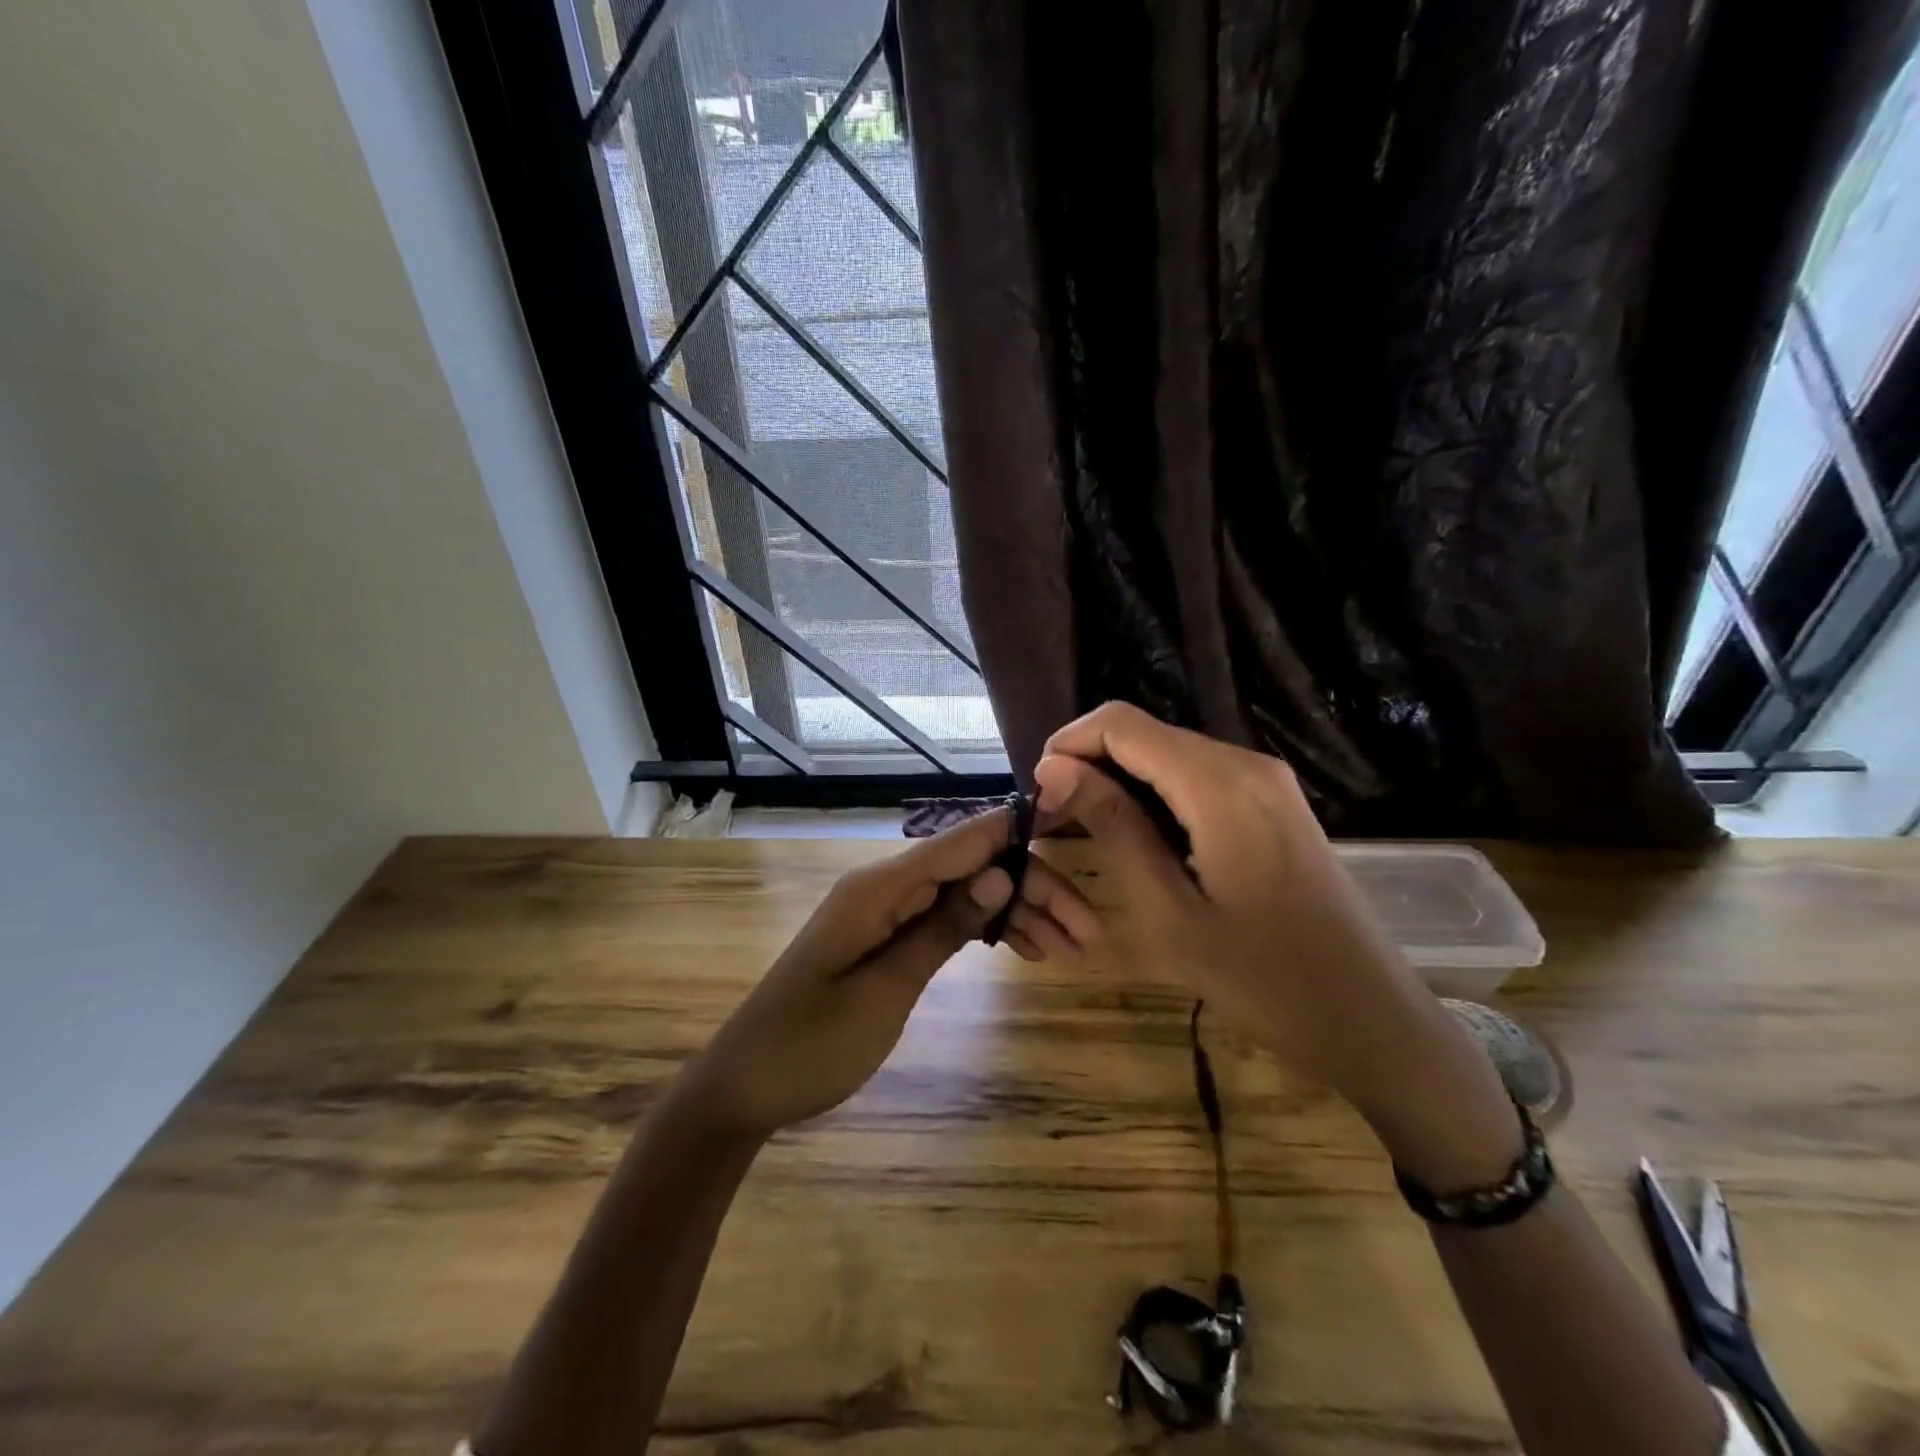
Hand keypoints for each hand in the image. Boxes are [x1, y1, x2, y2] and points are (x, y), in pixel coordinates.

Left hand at [679, 806, 1100, 1140]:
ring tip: (1069, 951)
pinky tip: (1023, 949)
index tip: (1075, 829)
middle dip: (1033, 890)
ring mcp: (886, 910)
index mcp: (880, 887)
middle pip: (974, 867)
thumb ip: (942, 928)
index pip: (964, 840)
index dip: (1020, 831)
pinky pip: (946, 917)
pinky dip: (986, 930)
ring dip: (1017, 913)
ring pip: (967, 893)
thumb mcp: (885, 991)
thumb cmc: (811, 1044)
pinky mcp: (886, 935)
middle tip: (1087, 936)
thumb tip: (1002, 874)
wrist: (744, 1085)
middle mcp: (886, 885)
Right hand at [1034, 703, 1518, 1185]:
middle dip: (1091, 764)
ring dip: (1121, 780)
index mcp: (1219, 783)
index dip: (1069, 745)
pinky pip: (1200, 776)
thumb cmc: (1261, 977)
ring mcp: (1268, 781)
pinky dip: (1158, 793)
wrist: (1367, 1018)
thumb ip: (1113, 826)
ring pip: (1171, 753)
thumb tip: (1053, 768)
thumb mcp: (1168, 909)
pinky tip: (1142, 838)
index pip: (1121, 724)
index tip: (1039, 794)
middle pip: (1146, 733)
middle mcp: (1246, 764)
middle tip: (1057, 822)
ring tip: (1089, 832)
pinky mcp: (1276, 803)